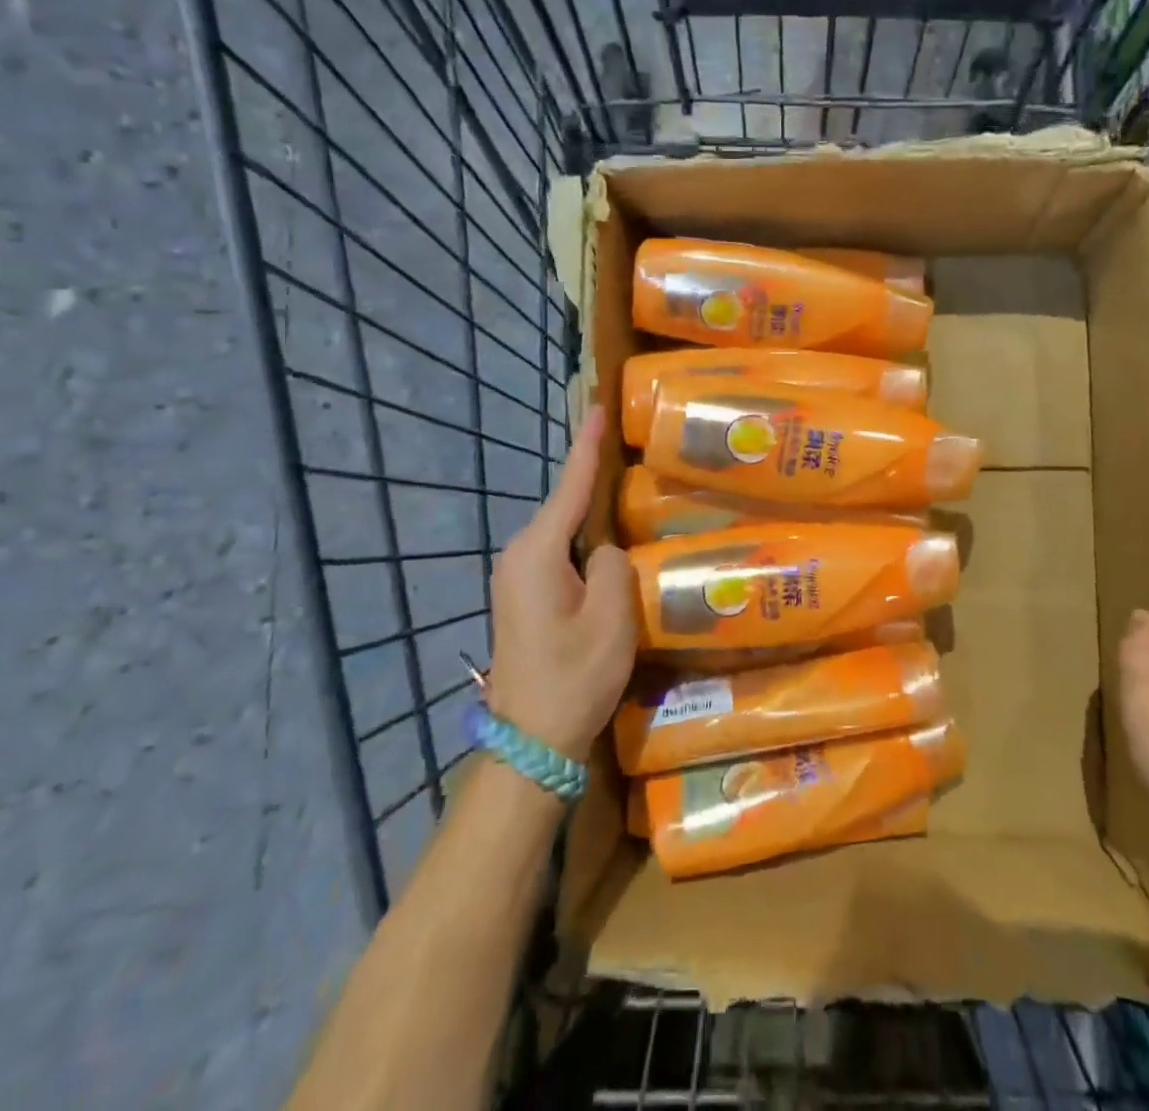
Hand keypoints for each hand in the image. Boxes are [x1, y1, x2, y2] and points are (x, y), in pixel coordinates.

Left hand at [485, 407, 635, 761]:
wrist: (533, 739)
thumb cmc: (574, 673)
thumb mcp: (612, 614)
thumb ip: (616, 563)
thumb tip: (607, 552)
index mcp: (537, 552)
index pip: (569, 486)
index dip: (586, 446)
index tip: (596, 409)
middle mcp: (519, 556)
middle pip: (565, 507)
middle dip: (595, 482)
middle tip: (630, 458)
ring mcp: (518, 579)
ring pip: (565, 535)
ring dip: (594, 519)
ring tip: (629, 500)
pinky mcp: (525, 599)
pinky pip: (561, 556)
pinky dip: (586, 546)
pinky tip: (610, 550)